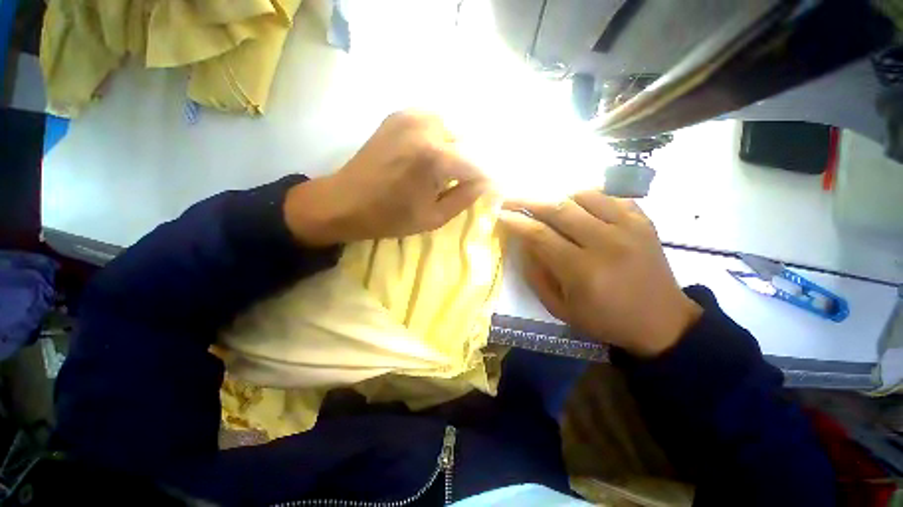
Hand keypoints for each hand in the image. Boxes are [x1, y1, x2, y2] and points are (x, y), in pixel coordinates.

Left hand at [285, 111, 489, 245]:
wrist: (344, 201)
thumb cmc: (390, 217)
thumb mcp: (434, 217)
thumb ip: (465, 197)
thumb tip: (485, 183)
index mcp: (437, 158)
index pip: (479, 165)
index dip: (486, 180)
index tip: (487, 191)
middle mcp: (428, 128)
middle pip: (468, 143)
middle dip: (470, 165)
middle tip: (463, 183)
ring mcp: (412, 116)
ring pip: (453, 130)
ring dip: (455, 150)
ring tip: (444, 171)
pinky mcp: (400, 114)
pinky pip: (434, 122)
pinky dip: (439, 138)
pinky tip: (429, 155)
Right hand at [500, 192, 701, 356]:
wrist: (661, 321)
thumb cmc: (605, 320)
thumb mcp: (560, 308)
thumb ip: (537, 275)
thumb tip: (523, 244)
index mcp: (582, 270)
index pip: (540, 234)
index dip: (516, 222)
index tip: (501, 215)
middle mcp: (606, 243)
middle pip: (559, 208)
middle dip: (529, 201)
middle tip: (512, 200)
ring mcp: (629, 227)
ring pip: (584, 195)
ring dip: (558, 197)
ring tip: (547, 207)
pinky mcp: (644, 221)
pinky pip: (610, 196)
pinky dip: (588, 197)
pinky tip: (580, 208)